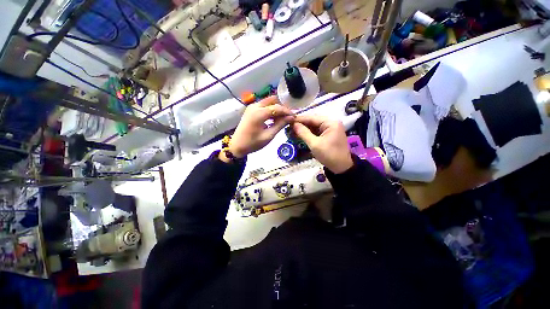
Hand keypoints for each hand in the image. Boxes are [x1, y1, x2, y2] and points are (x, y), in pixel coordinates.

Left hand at [221, 96, 294, 161]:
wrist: (237, 146)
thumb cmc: (253, 143)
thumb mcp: (268, 136)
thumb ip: (280, 125)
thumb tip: (291, 118)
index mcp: (259, 113)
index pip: (277, 108)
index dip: (287, 112)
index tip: (294, 117)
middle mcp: (255, 106)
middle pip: (273, 100)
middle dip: (282, 107)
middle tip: (288, 117)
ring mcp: (252, 107)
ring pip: (268, 102)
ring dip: (276, 108)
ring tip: (282, 119)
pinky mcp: (250, 109)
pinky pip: (263, 106)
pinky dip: (270, 110)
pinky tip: (273, 119)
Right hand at [291, 115, 352, 173]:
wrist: (341, 168)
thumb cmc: (329, 155)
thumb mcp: (314, 144)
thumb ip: (304, 133)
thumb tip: (294, 124)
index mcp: (330, 123)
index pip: (312, 118)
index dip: (299, 119)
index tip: (288, 120)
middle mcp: (331, 123)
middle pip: (313, 121)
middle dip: (301, 124)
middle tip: (289, 127)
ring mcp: (330, 129)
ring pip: (314, 126)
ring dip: (304, 129)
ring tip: (292, 131)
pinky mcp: (328, 135)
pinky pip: (316, 132)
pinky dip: (308, 133)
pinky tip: (300, 135)